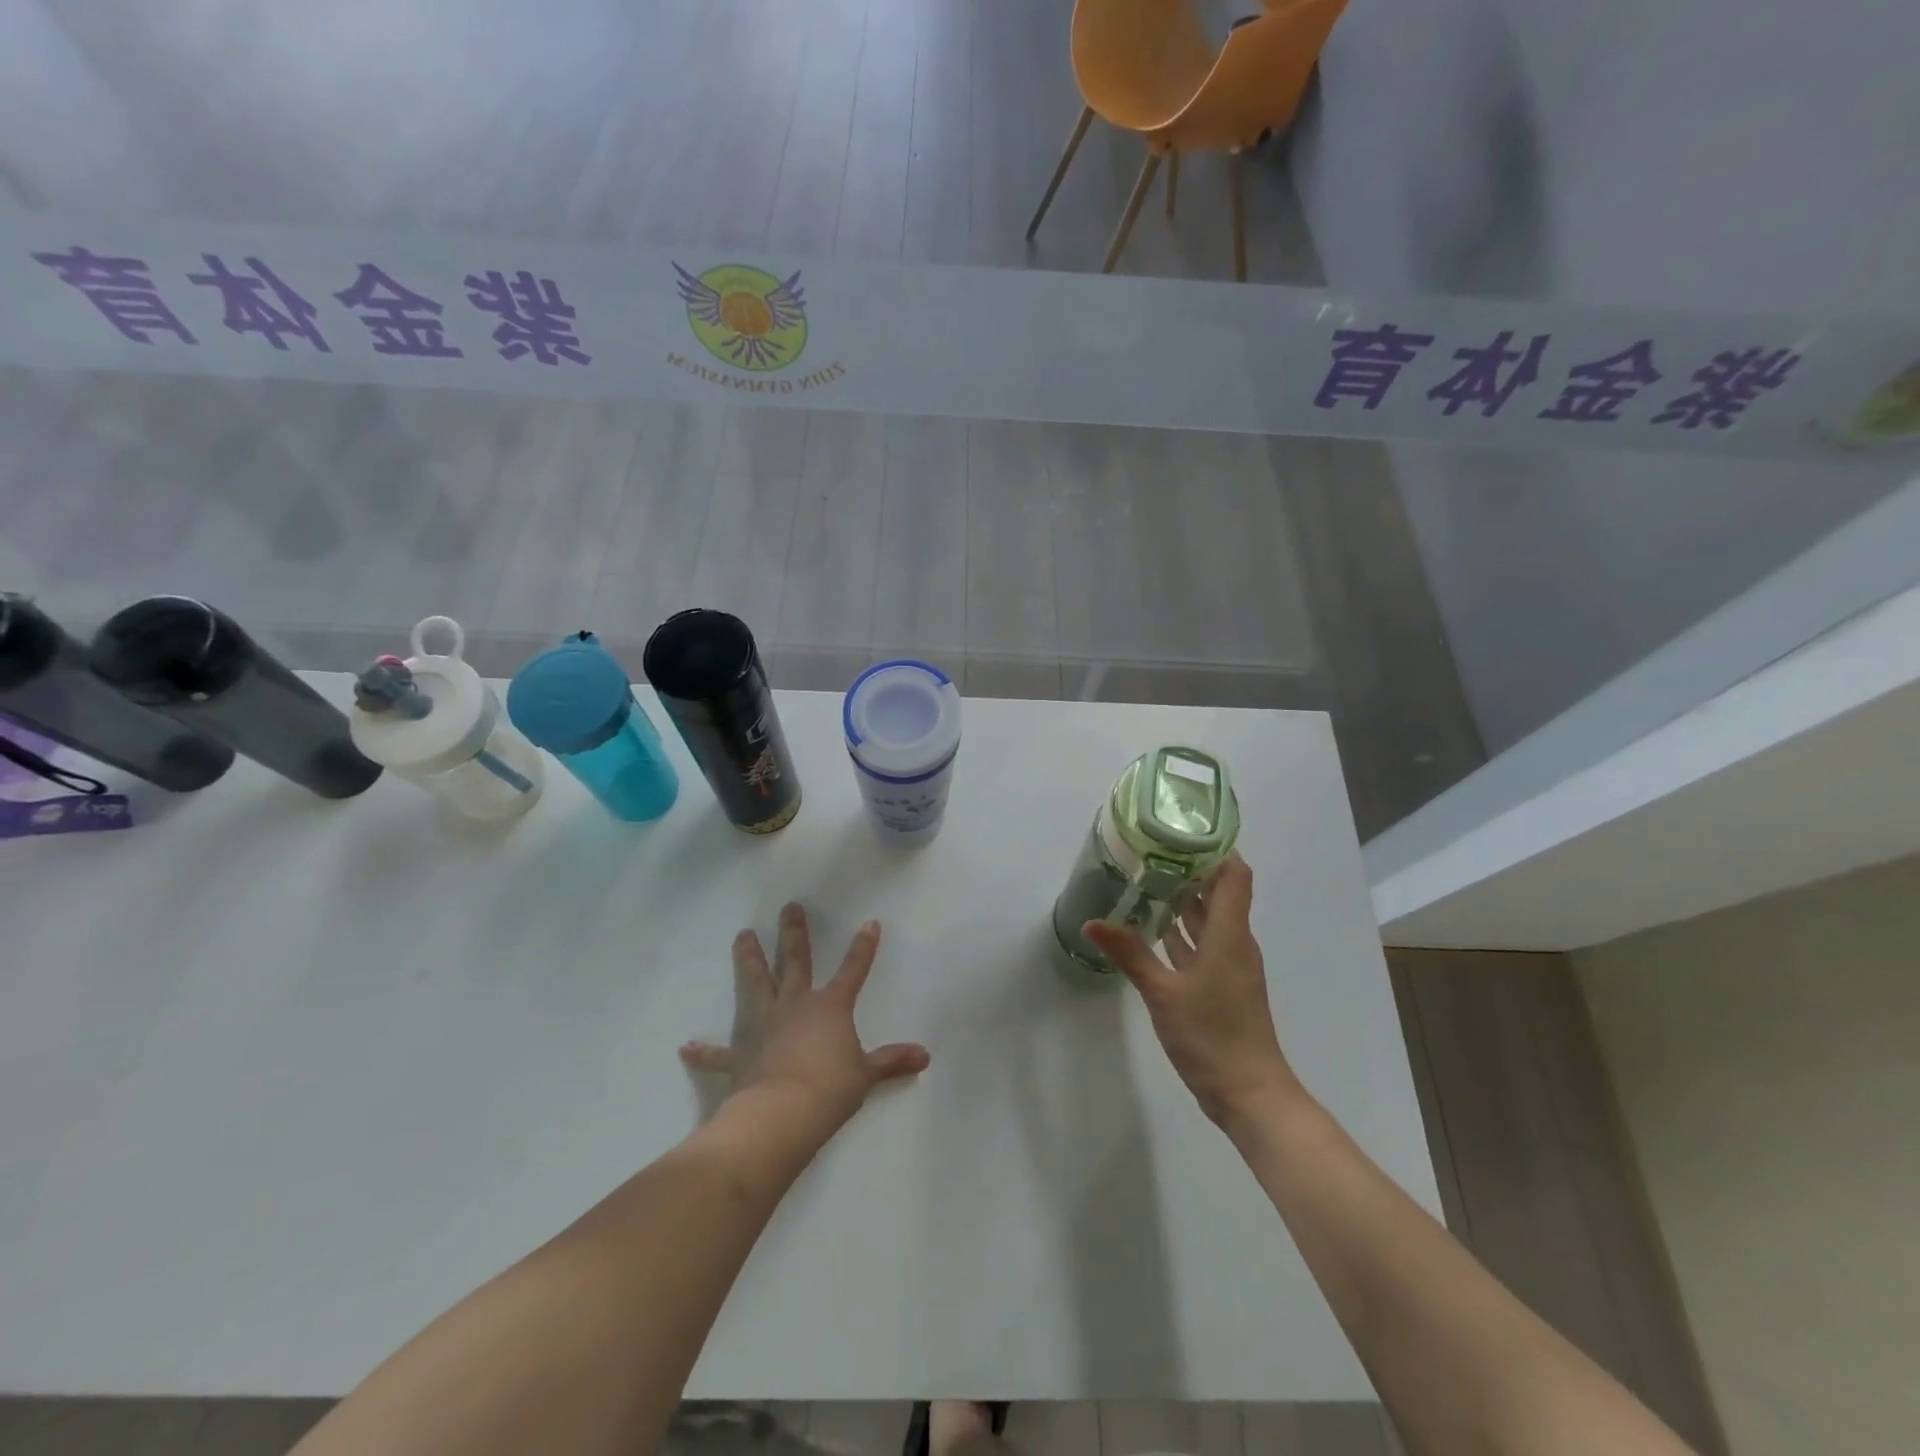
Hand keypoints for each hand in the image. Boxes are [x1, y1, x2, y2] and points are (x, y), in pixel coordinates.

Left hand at [680, 903, 930, 1130]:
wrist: (782, 1114)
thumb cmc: (830, 1089)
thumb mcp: (866, 1075)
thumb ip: (892, 1061)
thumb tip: (925, 1056)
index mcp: (829, 1007)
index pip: (853, 970)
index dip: (863, 948)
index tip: (870, 923)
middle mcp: (795, 1005)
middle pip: (795, 961)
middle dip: (794, 933)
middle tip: (789, 907)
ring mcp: (763, 1025)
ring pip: (755, 983)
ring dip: (748, 960)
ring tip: (742, 935)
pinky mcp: (740, 1053)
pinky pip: (719, 1052)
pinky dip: (704, 1051)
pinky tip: (687, 1047)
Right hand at [1084, 855, 1302, 1126]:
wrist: (1250, 1093)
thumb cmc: (1212, 1035)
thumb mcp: (1163, 993)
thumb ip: (1130, 953)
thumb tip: (1092, 922)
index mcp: (1230, 935)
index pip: (1234, 875)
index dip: (1216, 849)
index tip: (1182, 831)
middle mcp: (1235, 943)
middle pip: (1219, 893)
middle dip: (1190, 870)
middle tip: (1150, 851)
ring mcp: (1230, 966)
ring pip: (1209, 920)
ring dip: (1184, 901)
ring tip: (1146, 880)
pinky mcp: (1222, 986)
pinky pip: (1202, 945)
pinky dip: (1182, 932)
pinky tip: (1153, 929)